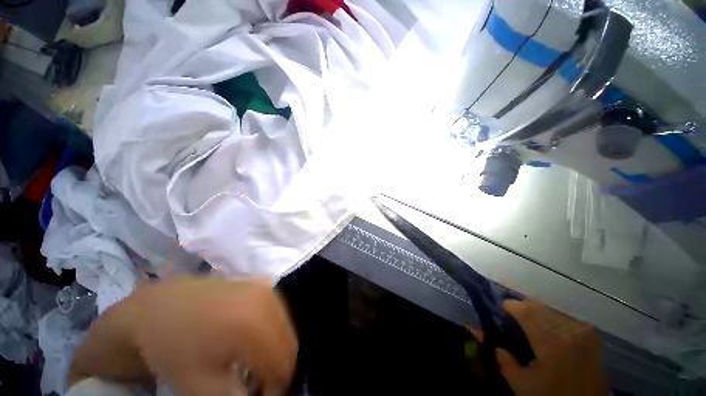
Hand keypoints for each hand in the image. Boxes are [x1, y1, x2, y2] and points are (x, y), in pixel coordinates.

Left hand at [69, 276, 297, 395]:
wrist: (160, 305)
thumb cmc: (175, 347)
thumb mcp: (198, 386)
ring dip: (275, 350)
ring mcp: (266, 287)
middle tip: (256, 385)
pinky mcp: (262, 284)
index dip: (277, 387)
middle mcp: (267, 299)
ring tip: (252, 365)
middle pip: (289, 342)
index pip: (284, 361)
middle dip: (277, 368)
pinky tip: (252, 341)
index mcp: (253, 323)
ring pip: (286, 327)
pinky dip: (271, 332)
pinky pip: (278, 313)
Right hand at [470, 300, 606, 395]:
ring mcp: (584, 330)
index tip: (502, 310)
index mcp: (553, 344)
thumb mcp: (522, 385)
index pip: (526, 310)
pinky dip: (550, 320)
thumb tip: (487, 339)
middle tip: (513, 320)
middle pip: (537, 305)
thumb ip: (503, 359)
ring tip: (531, 328)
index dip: (510, 305)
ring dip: (536, 314)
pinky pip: (563, 317)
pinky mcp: (591, 333)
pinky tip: (549, 333)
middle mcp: (570, 331)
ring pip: (550, 309)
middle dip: (521, 308)